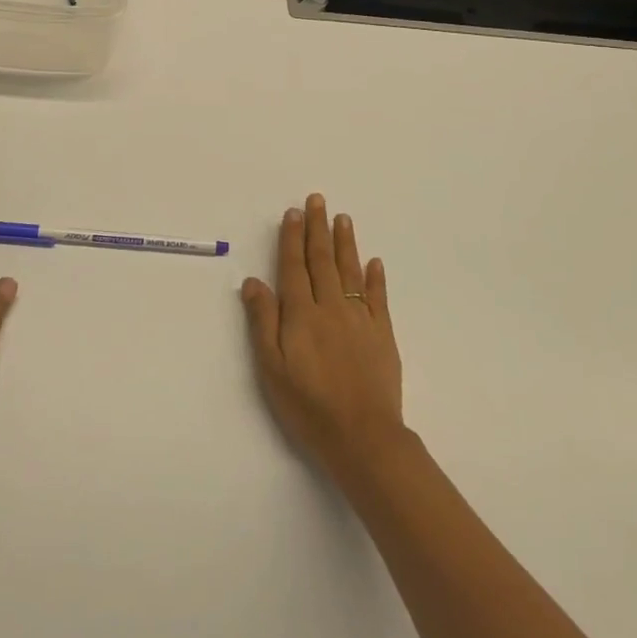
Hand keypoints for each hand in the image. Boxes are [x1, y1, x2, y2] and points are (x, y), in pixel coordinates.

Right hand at [240, 194, 405, 483]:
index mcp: (301, 314)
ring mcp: (359, 318)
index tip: (293, 212)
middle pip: (322, 259)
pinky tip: (374, 262)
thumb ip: (263, 321)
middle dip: (317, 228)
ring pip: (350, 271)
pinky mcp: (382, 334)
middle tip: (317, 200)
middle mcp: (330, 307)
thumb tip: (254, 281)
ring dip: (345, 242)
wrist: (363, 437)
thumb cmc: (308, 406)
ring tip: (342, 218)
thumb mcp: (272, 368)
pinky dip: (374, 277)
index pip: (294, 266)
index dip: (292, 238)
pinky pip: (377, 297)